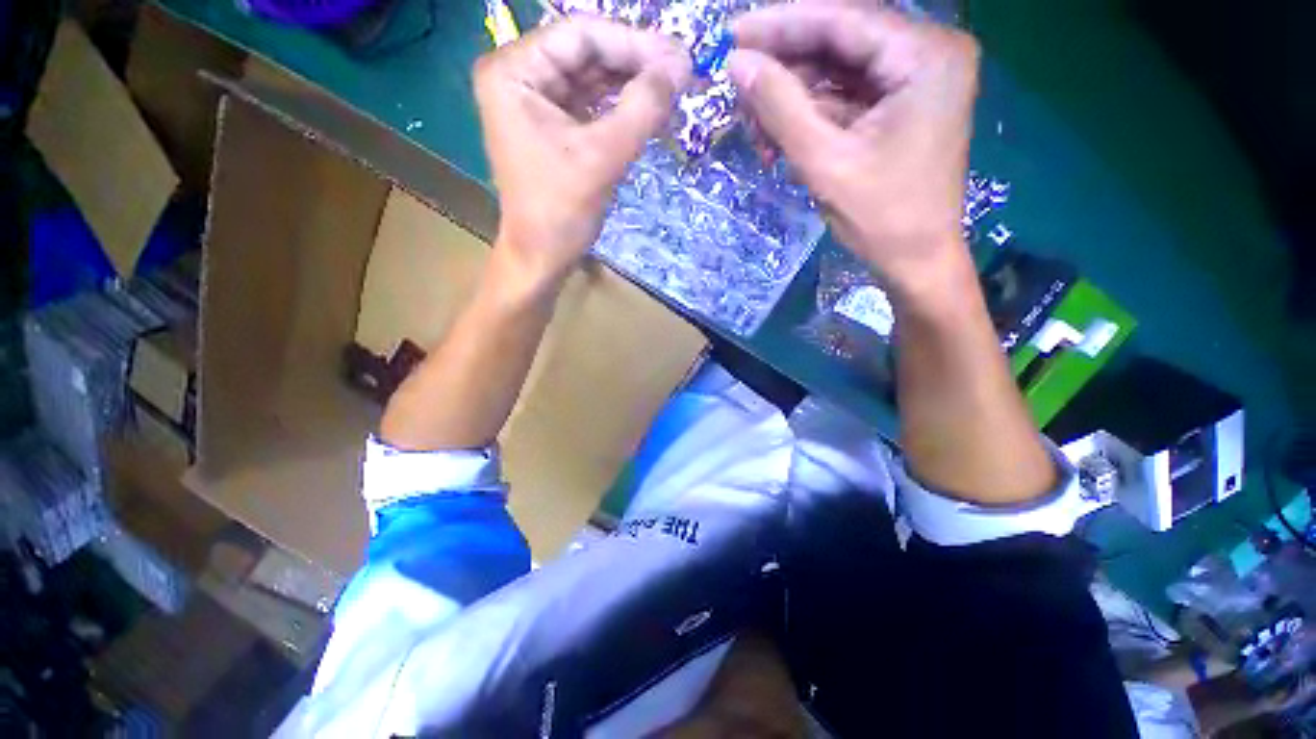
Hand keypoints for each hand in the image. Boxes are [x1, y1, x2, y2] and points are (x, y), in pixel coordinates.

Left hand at [475, 18, 691, 290]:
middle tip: (682, 73)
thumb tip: (682, 66)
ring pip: (591, 78)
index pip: (580, 35)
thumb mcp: (603, 157)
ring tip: (672, 91)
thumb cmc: (561, 211)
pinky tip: (649, 109)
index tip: (678, 57)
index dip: (633, 43)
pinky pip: (590, 104)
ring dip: (632, 85)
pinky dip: (620, 107)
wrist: (542, 257)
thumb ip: (642, 107)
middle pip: (586, 53)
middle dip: (635, 63)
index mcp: (514, 72)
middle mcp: (519, 76)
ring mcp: (534, 102)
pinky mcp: (551, 126)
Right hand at [729, 4, 979, 303]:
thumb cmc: (880, 217)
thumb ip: (780, 107)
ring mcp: (917, 79)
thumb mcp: (824, 161)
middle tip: (738, 83)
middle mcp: (928, 52)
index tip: (731, 35)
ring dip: (794, 93)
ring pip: (840, 68)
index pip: (842, 19)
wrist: (917, 260)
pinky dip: (812, 111)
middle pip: (841, 41)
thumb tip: (736, 64)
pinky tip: (780, 132)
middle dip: (785, 63)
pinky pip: (848, 94)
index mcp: (925, 55)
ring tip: (755, 122)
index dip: (781, 24)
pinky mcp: (903, 105)